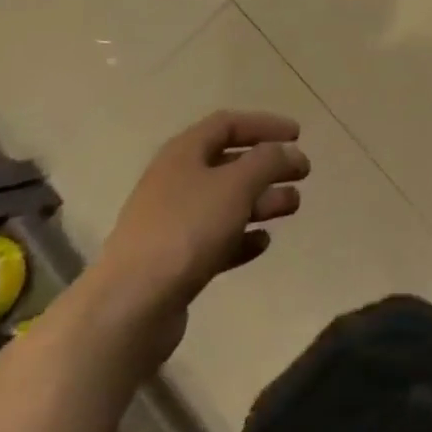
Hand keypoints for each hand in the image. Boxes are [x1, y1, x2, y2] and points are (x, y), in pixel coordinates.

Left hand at [89, 111, 309, 355]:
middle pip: (229, 163)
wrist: (130, 307)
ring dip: (261, 201)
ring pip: (225, 202)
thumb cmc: (186, 230)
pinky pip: (215, 239)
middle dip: (268, 166)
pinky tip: (262, 243)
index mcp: (184, 153)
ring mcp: (171, 223)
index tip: (297, 135)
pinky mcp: (173, 262)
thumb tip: (289, 151)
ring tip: (292, 207)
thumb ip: (267, 161)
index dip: (264, 125)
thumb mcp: (235, 185)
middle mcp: (175, 181)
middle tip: (302, 173)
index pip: (228, 124)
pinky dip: (241, 237)